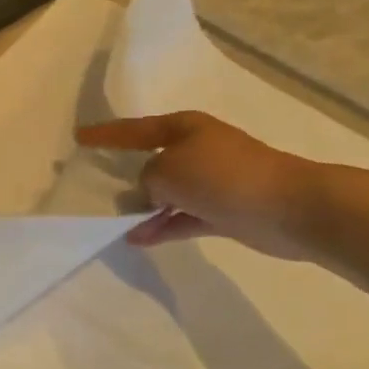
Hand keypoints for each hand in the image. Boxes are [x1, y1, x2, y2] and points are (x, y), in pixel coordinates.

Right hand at [76, 112, 318, 258]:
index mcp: (185, 129)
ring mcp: (211, 182)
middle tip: (95, 183)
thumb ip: (147, 180)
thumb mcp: (168, 170)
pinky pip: (181, 218)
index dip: (106, 134)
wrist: (289, 207)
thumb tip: (153, 195)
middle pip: (152, 160)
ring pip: (166, 193)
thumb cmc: (222, 176)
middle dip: (126, 172)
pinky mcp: (222, 211)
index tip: (79, 137)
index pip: (135, 129)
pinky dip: (162, 227)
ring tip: (114, 220)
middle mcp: (197, 150)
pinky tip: (137, 239)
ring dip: (144, 207)